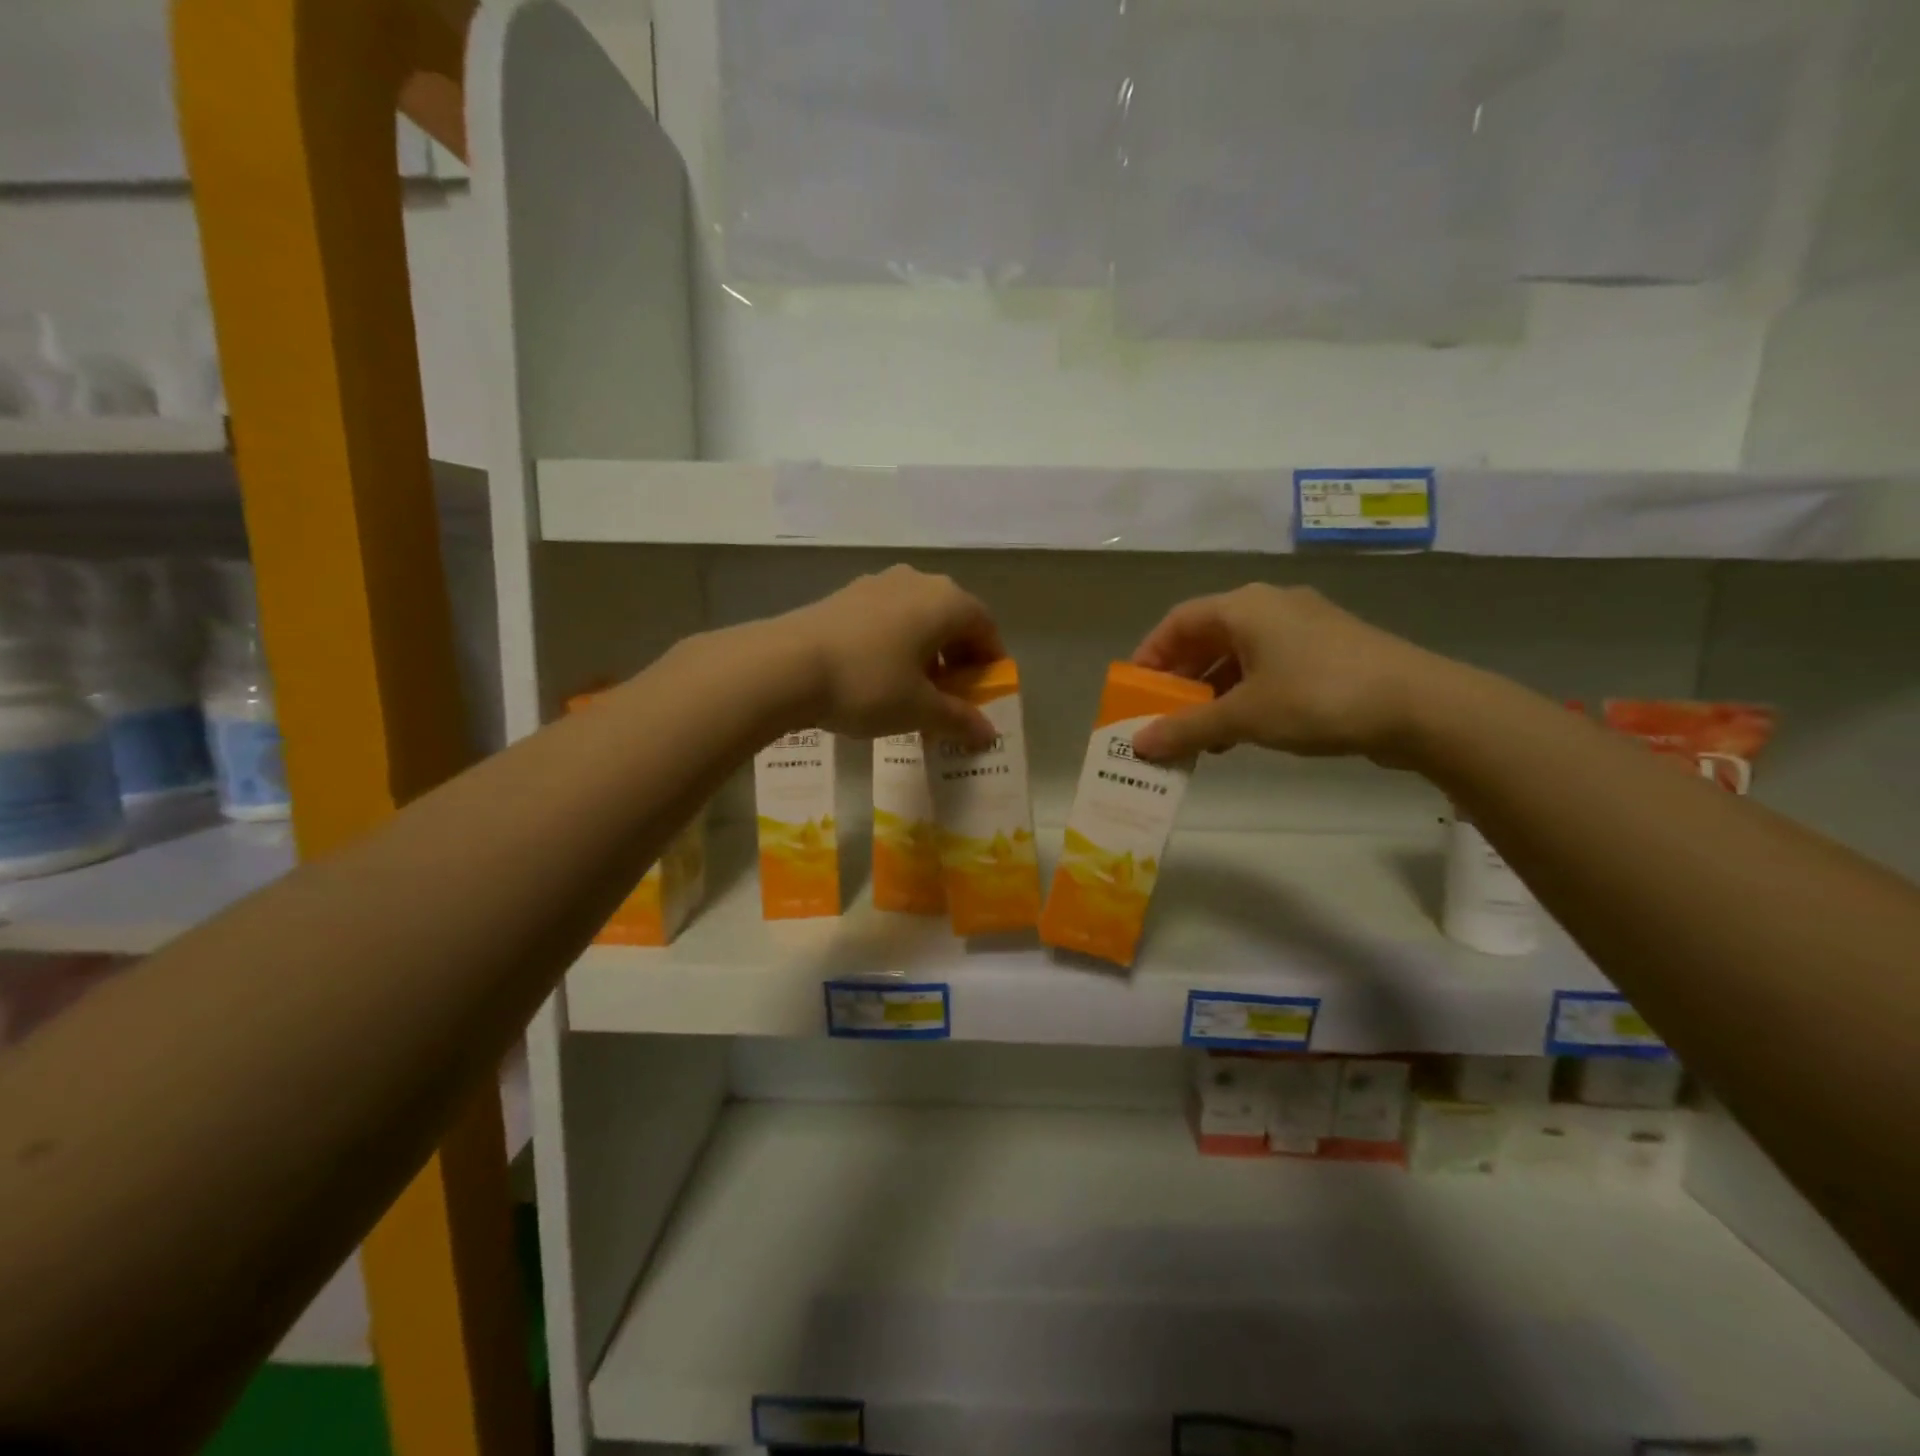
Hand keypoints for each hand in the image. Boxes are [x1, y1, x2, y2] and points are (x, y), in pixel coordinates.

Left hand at [783, 565, 1003, 744]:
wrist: (785, 666)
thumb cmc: (868, 684)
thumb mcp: (919, 709)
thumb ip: (959, 719)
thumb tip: (989, 735)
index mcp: (946, 602)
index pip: (985, 627)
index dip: (990, 662)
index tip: (984, 694)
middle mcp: (916, 582)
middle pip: (951, 619)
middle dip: (956, 659)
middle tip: (949, 697)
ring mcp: (877, 583)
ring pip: (917, 618)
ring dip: (925, 652)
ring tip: (912, 691)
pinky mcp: (845, 595)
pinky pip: (886, 618)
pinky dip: (895, 644)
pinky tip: (877, 676)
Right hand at [1129, 585, 1455, 763]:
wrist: (1422, 706)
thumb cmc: (1319, 697)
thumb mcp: (1244, 716)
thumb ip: (1187, 729)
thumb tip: (1138, 746)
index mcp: (1245, 606)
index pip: (1178, 622)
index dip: (1149, 656)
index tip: (1134, 692)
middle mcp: (1271, 606)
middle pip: (1207, 638)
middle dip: (1180, 680)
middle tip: (1162, 716)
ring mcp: (1304, 628)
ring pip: (1239, 656)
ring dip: (1212, 693)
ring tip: (1198, 734)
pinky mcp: (1329, 652)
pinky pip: (1269, 668)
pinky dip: (1245, 696)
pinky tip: (1241, 733)